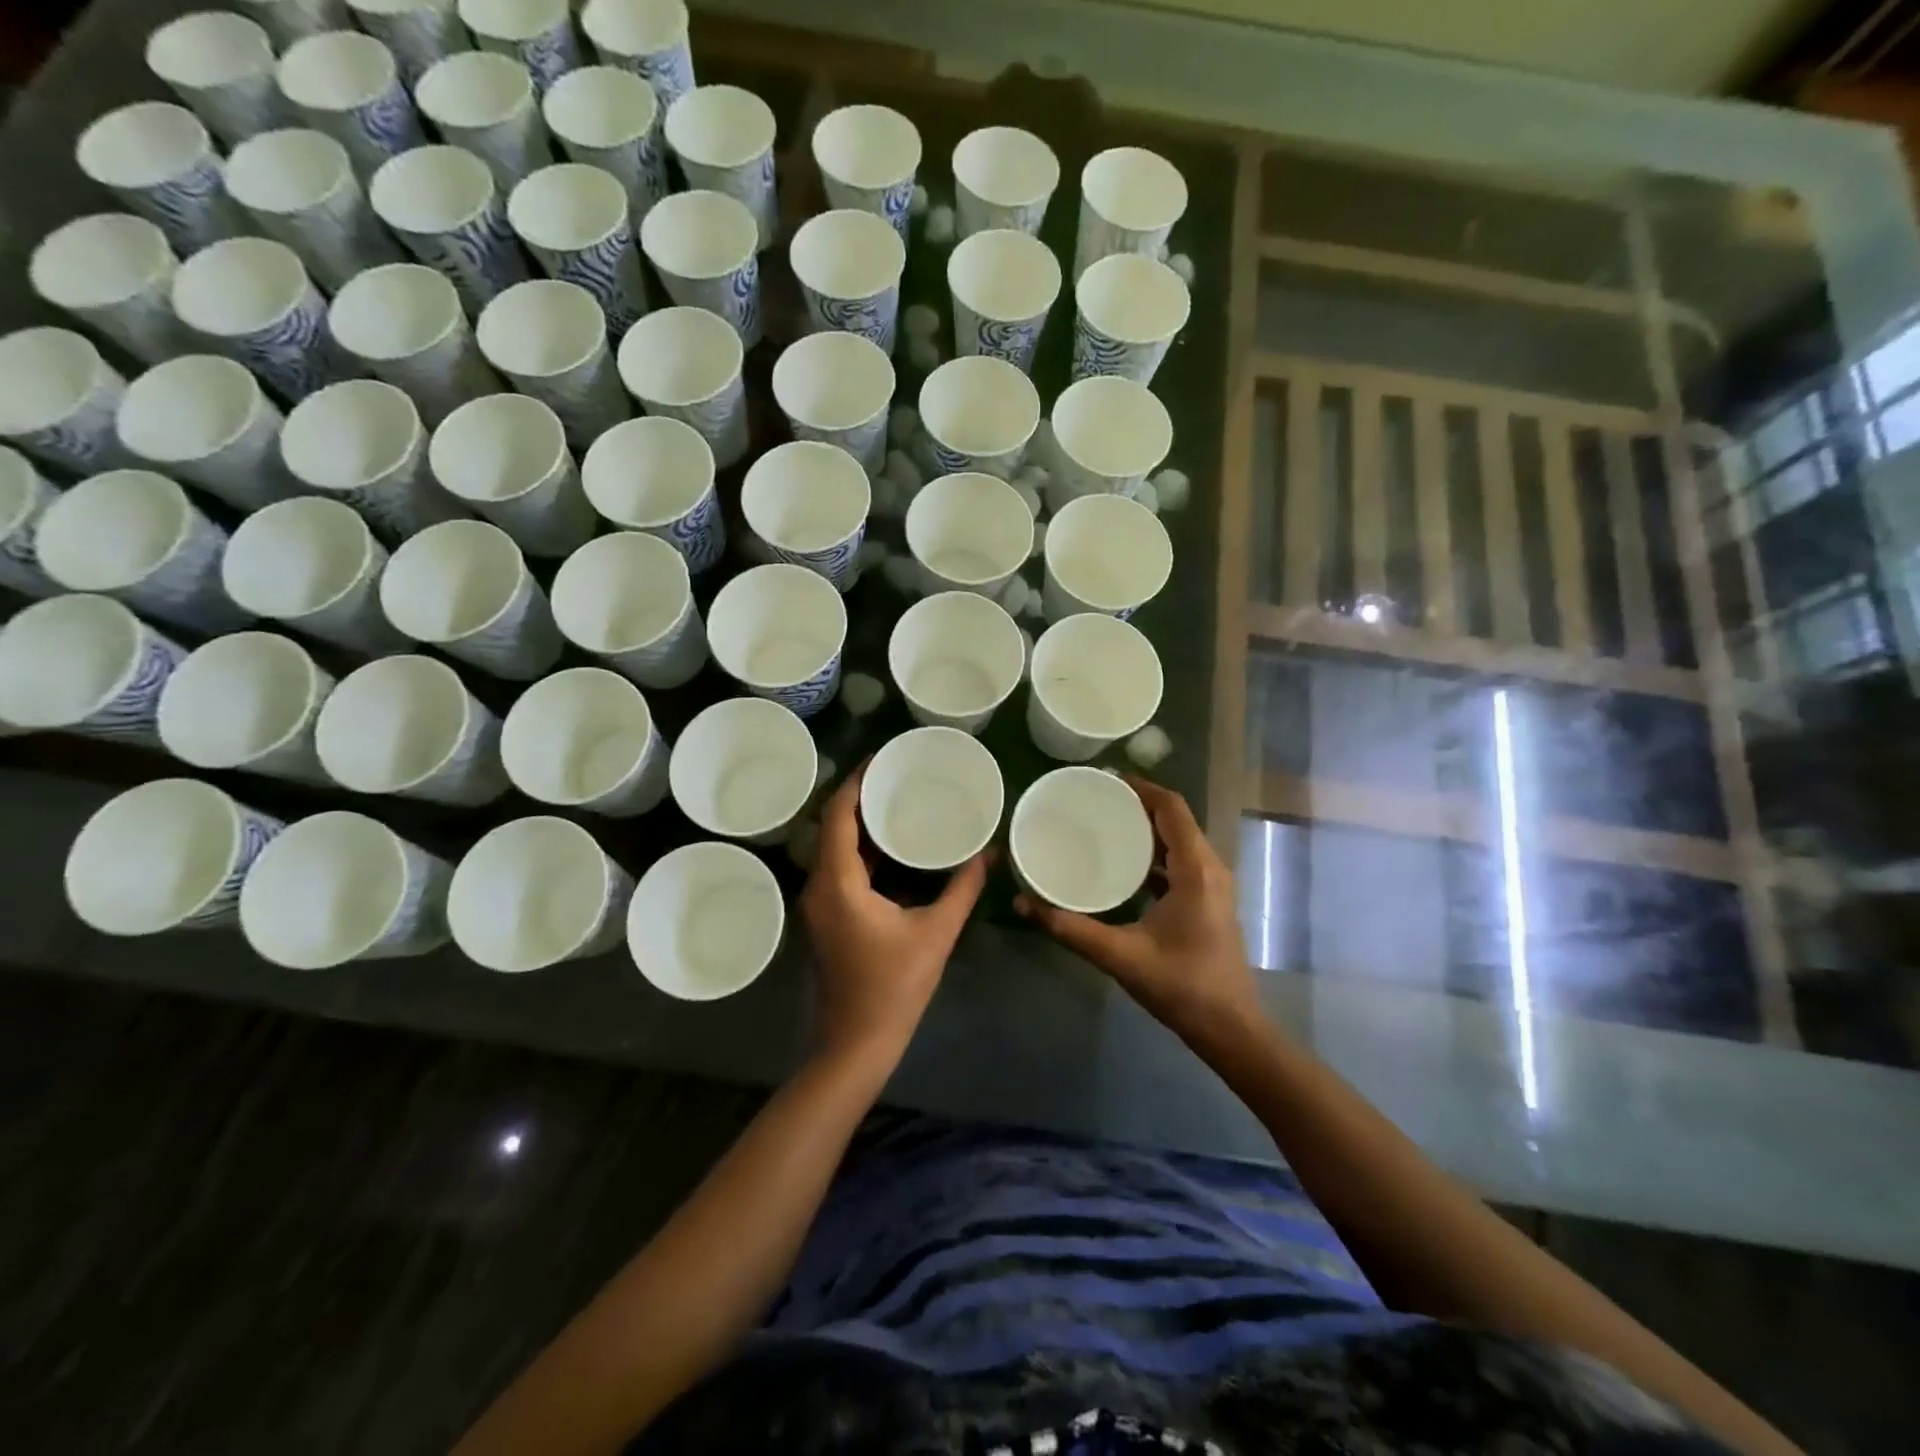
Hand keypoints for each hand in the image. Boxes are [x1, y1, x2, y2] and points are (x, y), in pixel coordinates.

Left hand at [800, 763, 988, 1061]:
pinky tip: (890, 847)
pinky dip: (861, 851)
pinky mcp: (826, 918)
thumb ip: (963, 888)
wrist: (856, 1044)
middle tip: (896, 774)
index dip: (857, 781)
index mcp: (838, 882)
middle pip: (832, 826)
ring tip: (895, 800)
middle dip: (860, 796)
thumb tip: (989, 853)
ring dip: (859, 824)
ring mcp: (818, 904)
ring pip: (834, 848)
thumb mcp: (936, 933)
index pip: (839, 815)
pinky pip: (839, 869)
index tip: (882, 756)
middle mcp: (819, 886)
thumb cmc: (894, 988)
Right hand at [1017, 777, 1260, 1043]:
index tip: (1104, 780)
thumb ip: (1069, 928)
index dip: (1141, 787)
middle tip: (1095, 800)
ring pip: (1179, 840)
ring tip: (1105, 824)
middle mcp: (1210, 869)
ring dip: (1147, 828)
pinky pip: (1181, 861)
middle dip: (1138, 804)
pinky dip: (1154, 853)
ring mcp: (1213, 886)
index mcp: (1196, 870)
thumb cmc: (1181, 986)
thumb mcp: (1119, 955)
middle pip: (1175, 819)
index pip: (1172, 808)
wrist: (1230, 1029)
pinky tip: (1124, 865)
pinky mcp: (1208, 902)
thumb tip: (1022, 903)